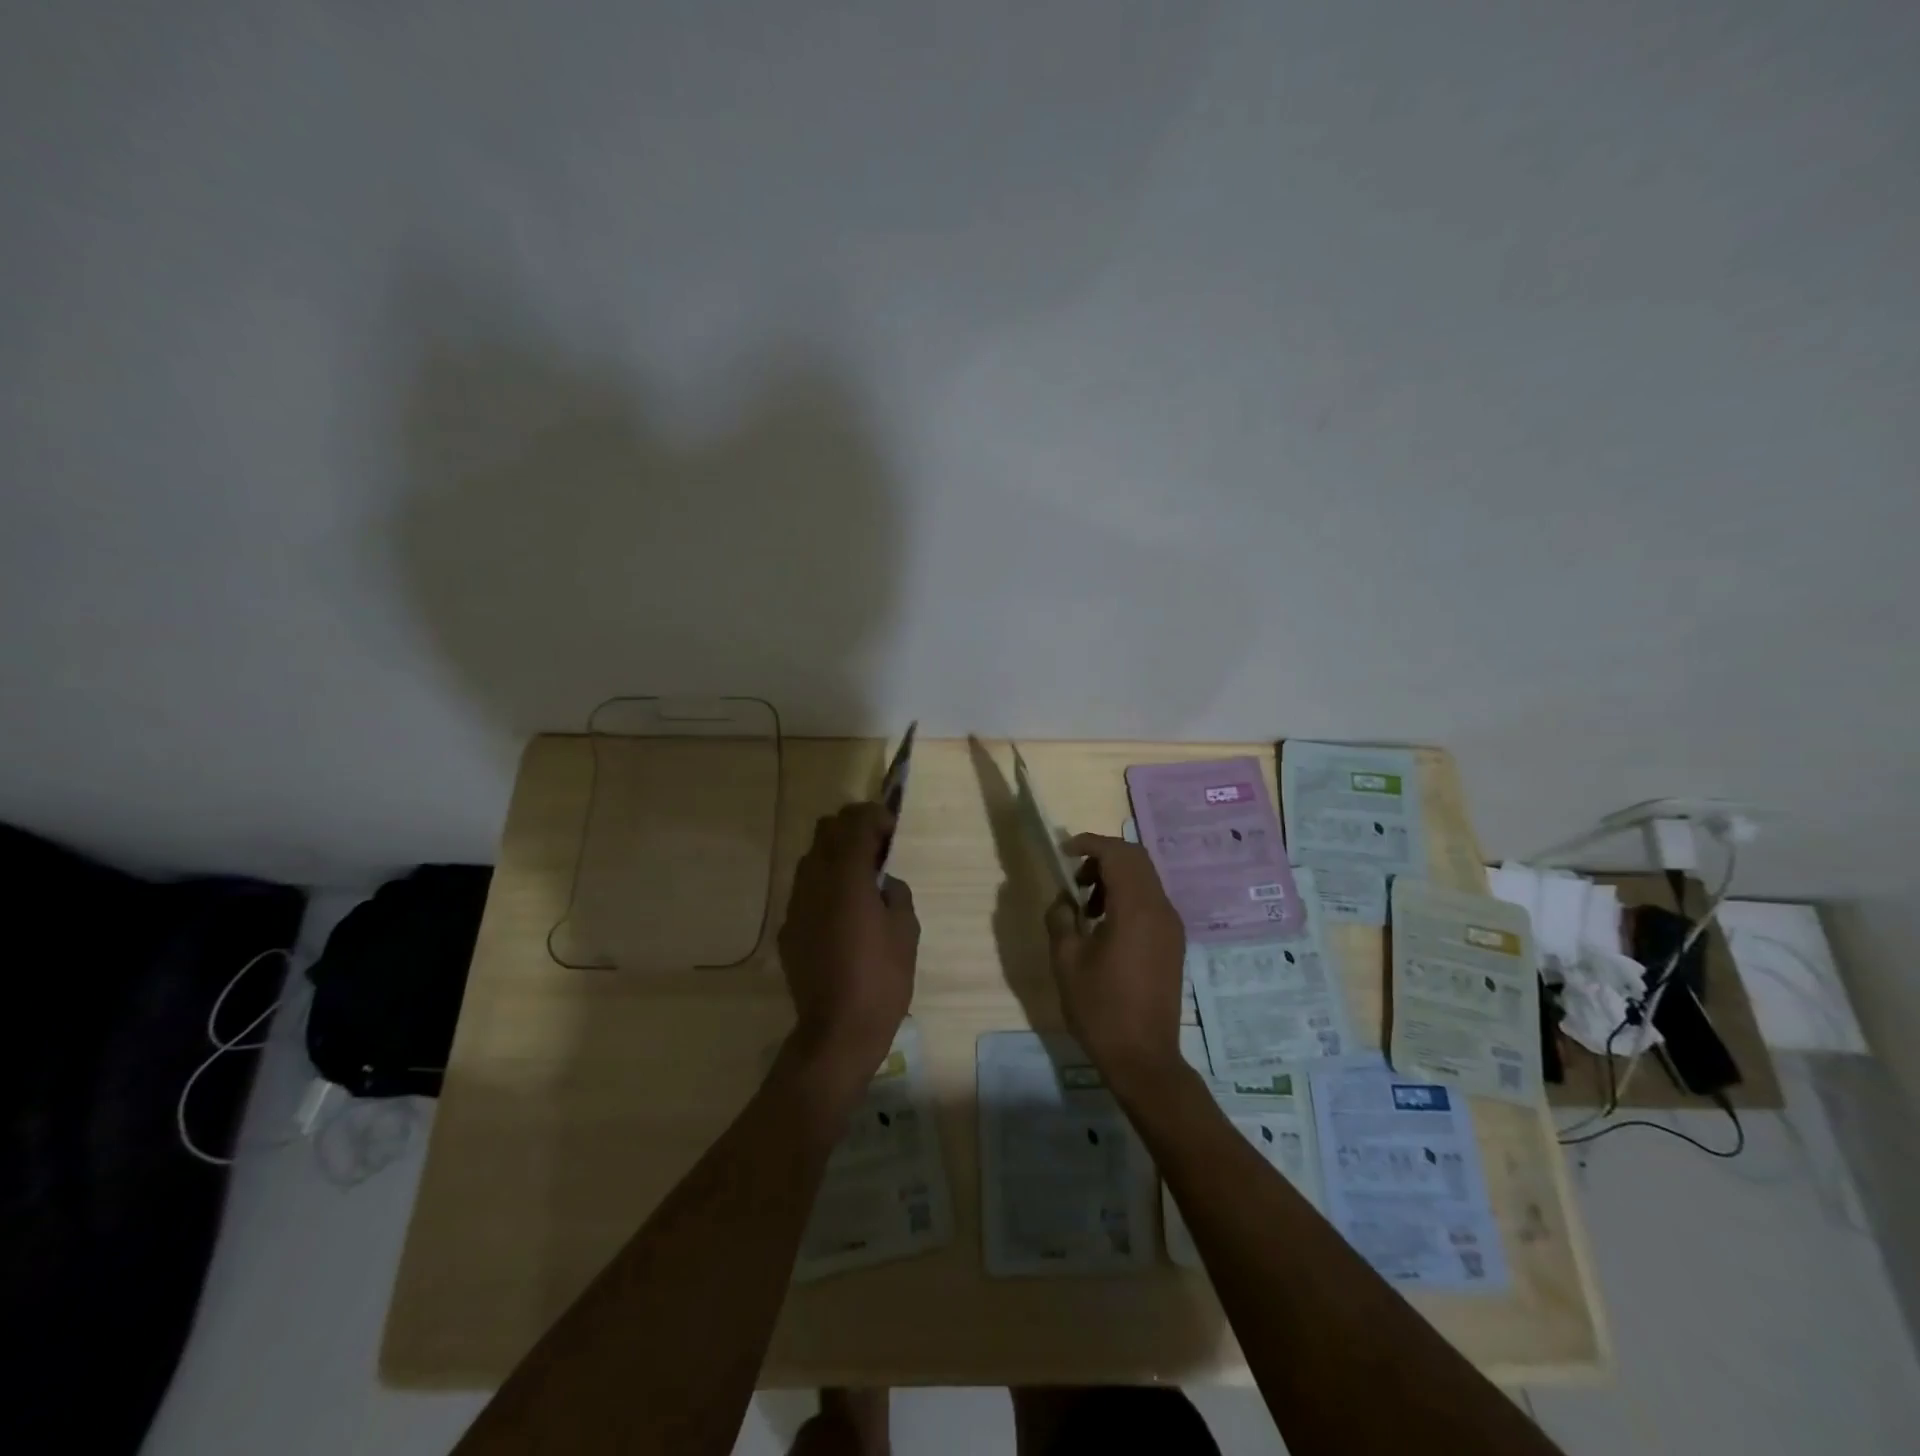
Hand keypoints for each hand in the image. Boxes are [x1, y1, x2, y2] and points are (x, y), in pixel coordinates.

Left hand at [777, 803, 918, 1075]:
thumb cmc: (881, 979)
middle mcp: (814, 880)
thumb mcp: (906, 930)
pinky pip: (805, 890)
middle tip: (877, 850)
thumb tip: (881, 883)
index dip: (876, 817)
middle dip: (852, 829)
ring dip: (836, 855)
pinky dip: (824, 885)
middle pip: (826, 829)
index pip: (855, 822)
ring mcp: (795, 904)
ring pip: (811, 857)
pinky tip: (841, 915)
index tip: (891, 831)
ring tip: (860, 882)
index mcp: (846, 876)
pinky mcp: (788, 927)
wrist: (837, 1031)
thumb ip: (895, 893)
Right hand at [1044, 833, 1188, 1094]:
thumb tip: (1063, 898)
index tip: (1064, 852)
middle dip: (1103, 857)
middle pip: (1136, 859)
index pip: (1117, 853)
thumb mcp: (1066, 960)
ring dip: (1115, 877)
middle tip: (1074, 877)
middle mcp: (1160, 909)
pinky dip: (1127, 897)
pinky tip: (1105, 925)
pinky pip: (1150, 902)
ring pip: (1145, 879)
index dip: (1089, 843)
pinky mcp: (1173, 943)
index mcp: (1136, 909)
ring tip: (1086, 905)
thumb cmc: (1100, 1008)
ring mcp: (1171, 926)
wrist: (1144, 1058)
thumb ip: (1061, 918)